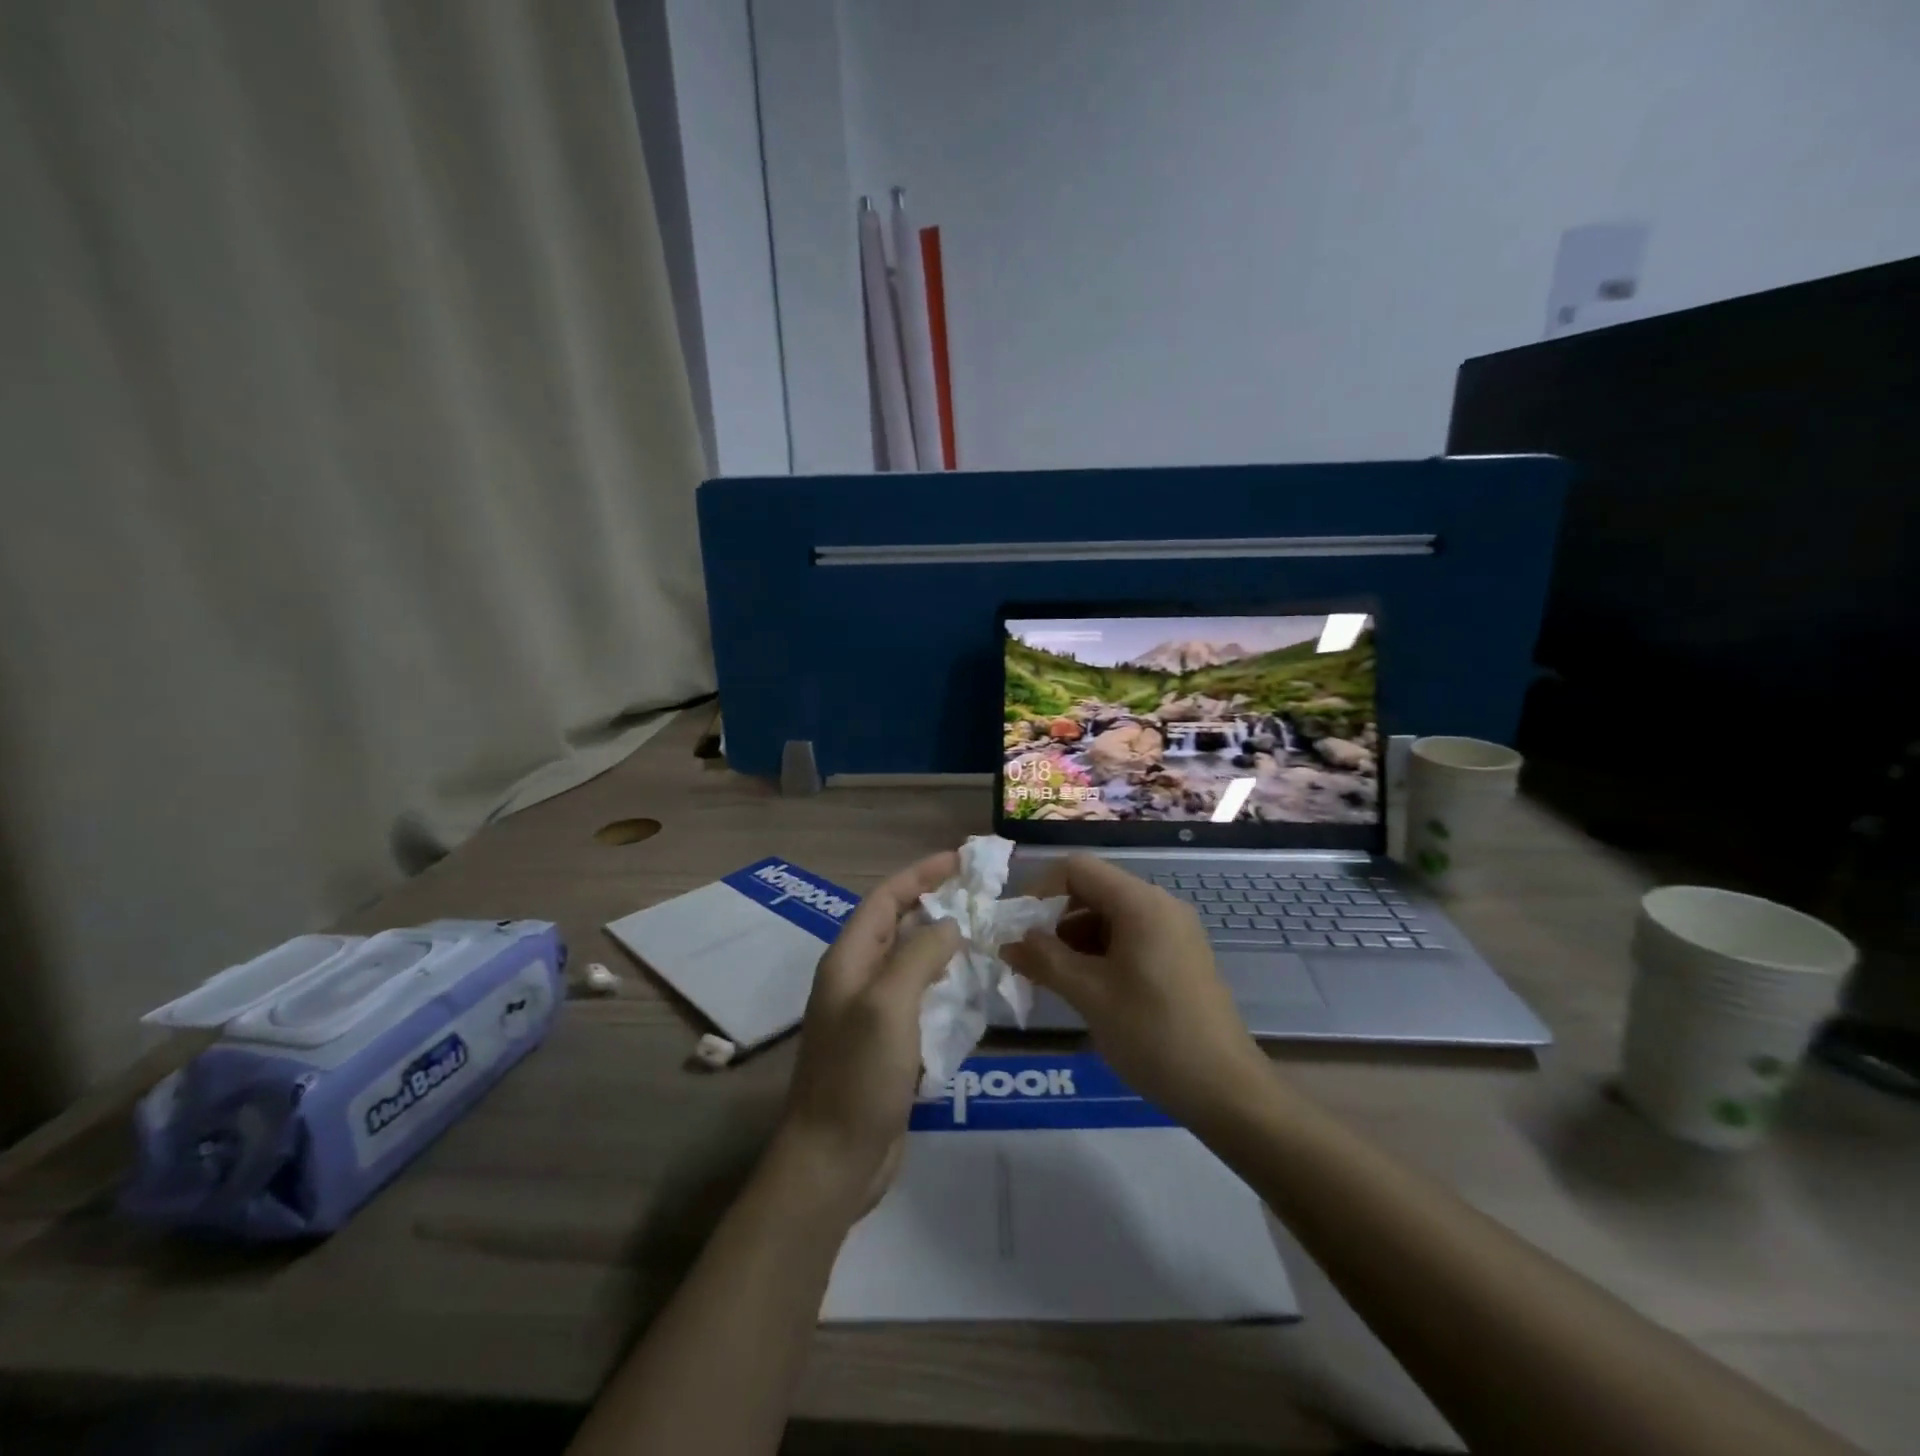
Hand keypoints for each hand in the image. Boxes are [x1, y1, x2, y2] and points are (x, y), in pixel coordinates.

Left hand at [776, 850, 960, 1215]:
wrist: (834, 1161)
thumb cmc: (858, 1076)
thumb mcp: (888, 1004)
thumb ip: (919, 956)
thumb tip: (949, 925)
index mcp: (849, 960)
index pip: (886, 898)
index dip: (921, 874)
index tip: (961, 859)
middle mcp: (858, 979)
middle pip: (900, 926)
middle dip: (938, 905)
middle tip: (983, 896)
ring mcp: (872, 1014)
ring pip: (914, 963)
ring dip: (946, 946)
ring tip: (988, 937)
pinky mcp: (889, 1045)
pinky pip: (922, 1000)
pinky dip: (947, 987)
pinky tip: (976, 990)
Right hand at [1004, 854, 1270, 1125]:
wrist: (1225, 1088)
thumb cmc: (1152, 1033)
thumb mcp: (1089, 995)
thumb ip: (1044, 960)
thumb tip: (1008, 942)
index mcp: (1140, 903)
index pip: (1077, 869)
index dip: (1040, 890)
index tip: (1018, 928)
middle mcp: (1159, 905)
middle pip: (1094, 889)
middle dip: (1055, 917)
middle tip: (1030, 957)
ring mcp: (1174, 930)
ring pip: (1110, 915)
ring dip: (1075, 938)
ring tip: (1053, 978)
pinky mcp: (1180, 955)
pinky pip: (1130, 936)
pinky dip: (1100, 952)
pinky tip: (1086, 987)